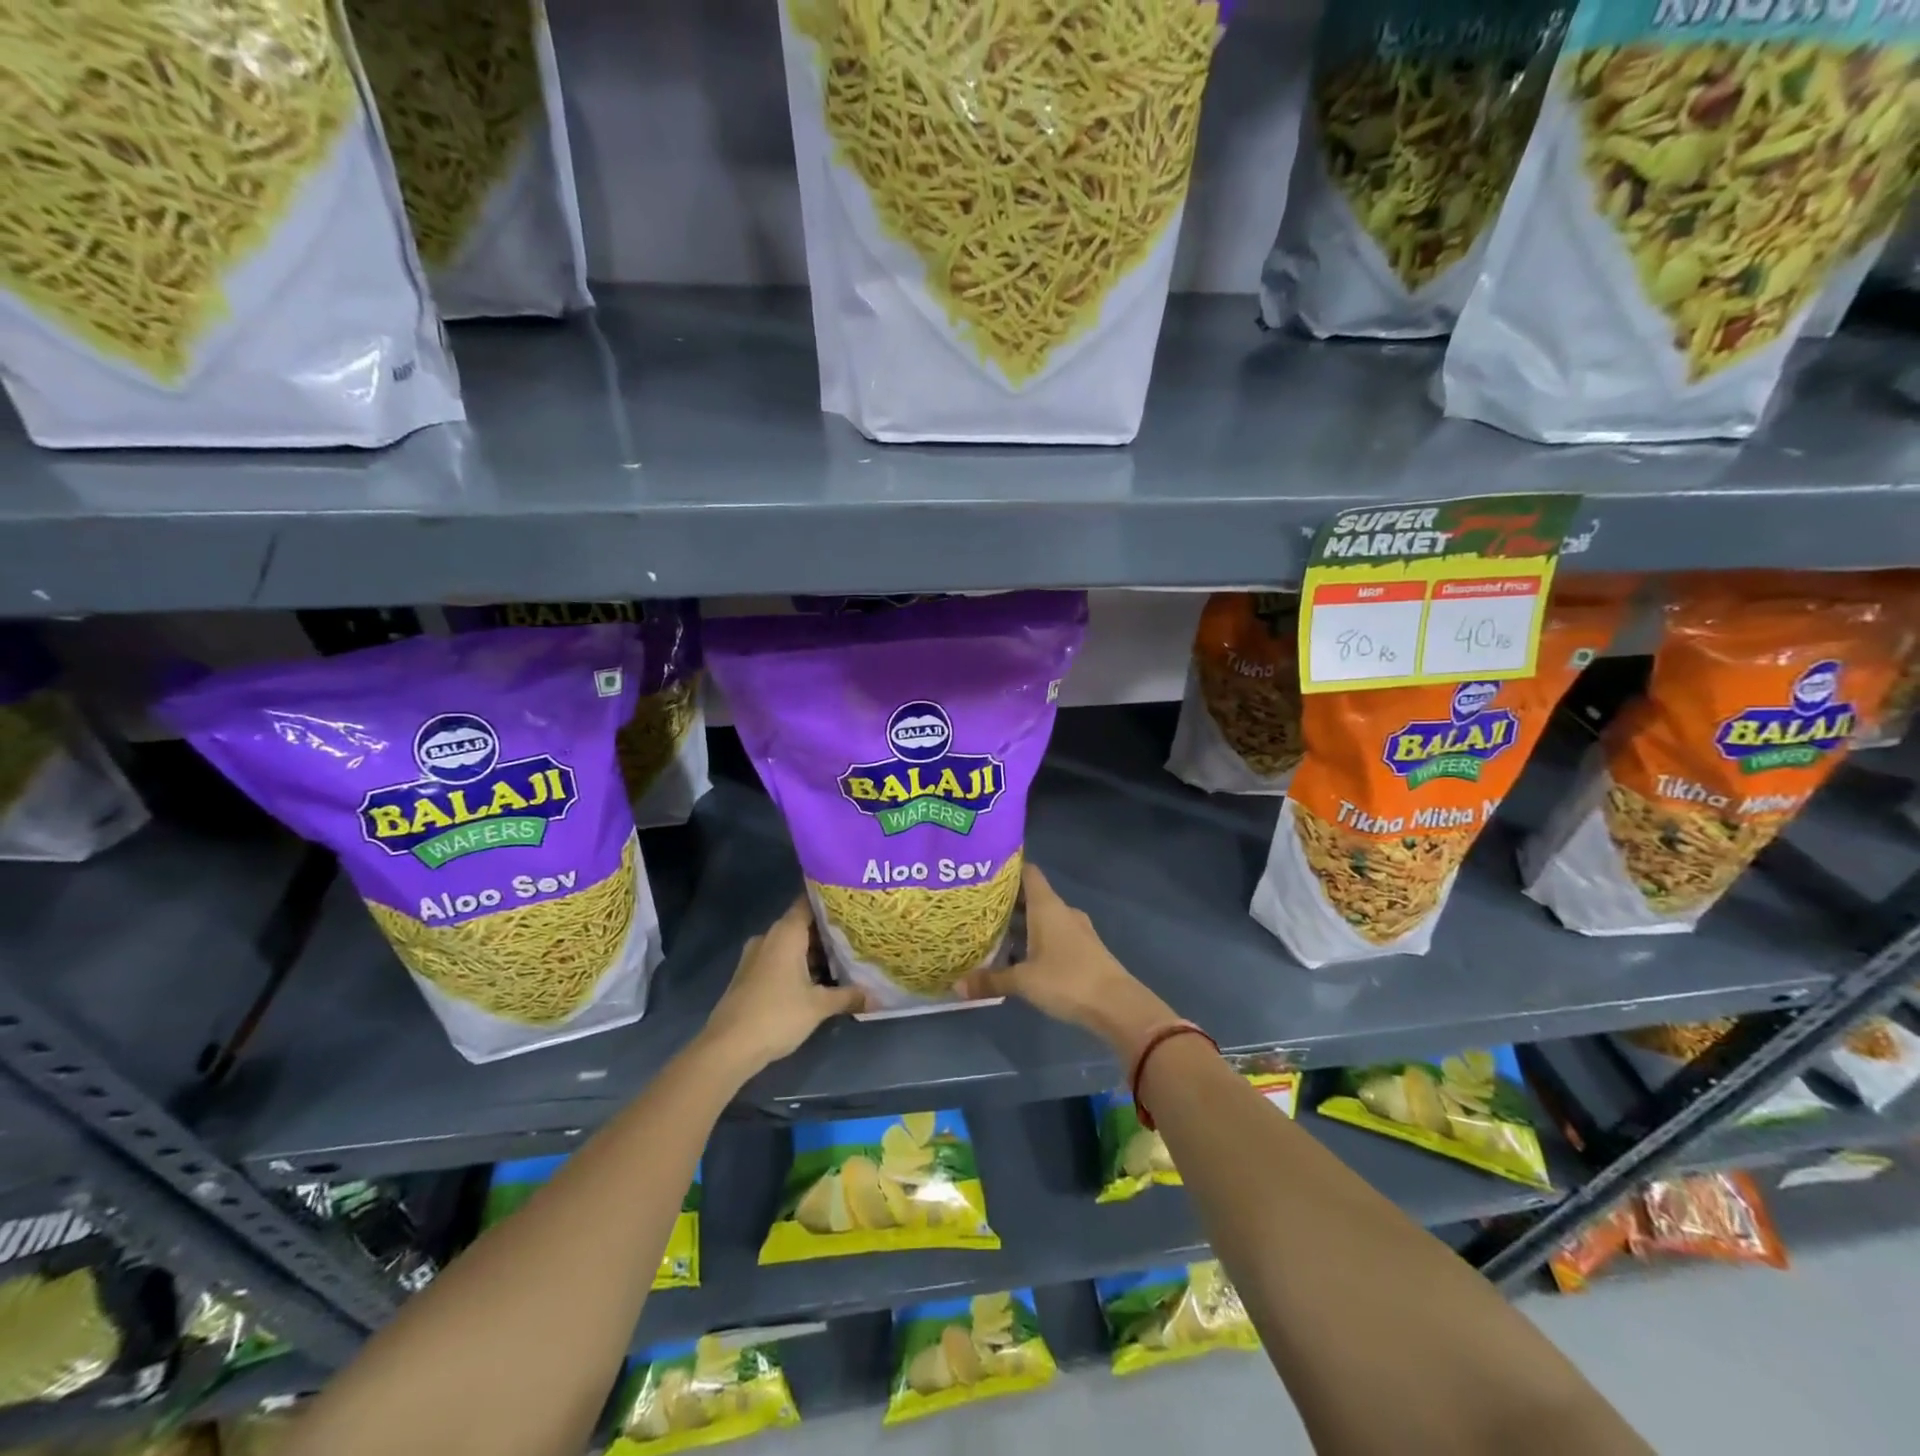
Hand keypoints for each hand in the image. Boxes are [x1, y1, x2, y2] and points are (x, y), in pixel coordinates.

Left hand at [700, 898, 865, 1073]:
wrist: (728, 1048)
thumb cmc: (777, 1015)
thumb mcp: (819, 1006)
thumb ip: (848, 996)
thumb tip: (876, 997)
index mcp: (786, 933)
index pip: (809, 902)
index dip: (831, 902)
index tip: (853, 904)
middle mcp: (769, 937)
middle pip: (802, 925)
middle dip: (828, 932)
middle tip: (857, 936)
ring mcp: (756, 956)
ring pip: (791, 945)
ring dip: (813, 953)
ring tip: (843, 960)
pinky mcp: (749, 975)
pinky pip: (779, 960)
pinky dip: (798, 965)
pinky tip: (817, 981)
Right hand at [960, 864, 1174, 1063]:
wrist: (1117, 1005)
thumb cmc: (1067, 980)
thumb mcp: (1023, 982)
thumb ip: (991, 981)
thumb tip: (956, 986)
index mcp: (1047, 906)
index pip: (1028, 873)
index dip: (1007, 869)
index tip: (983, 872)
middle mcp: (1062, 911)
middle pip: (1032, 896)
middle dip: (1007, 901)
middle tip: (977, 907)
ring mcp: (1076, 930)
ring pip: (1042, 918)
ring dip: (1021, 923)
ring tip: (991, 932)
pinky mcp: (1083, 949)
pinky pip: (1053, 935)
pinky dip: (1035, 939)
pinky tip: (1018, 955)